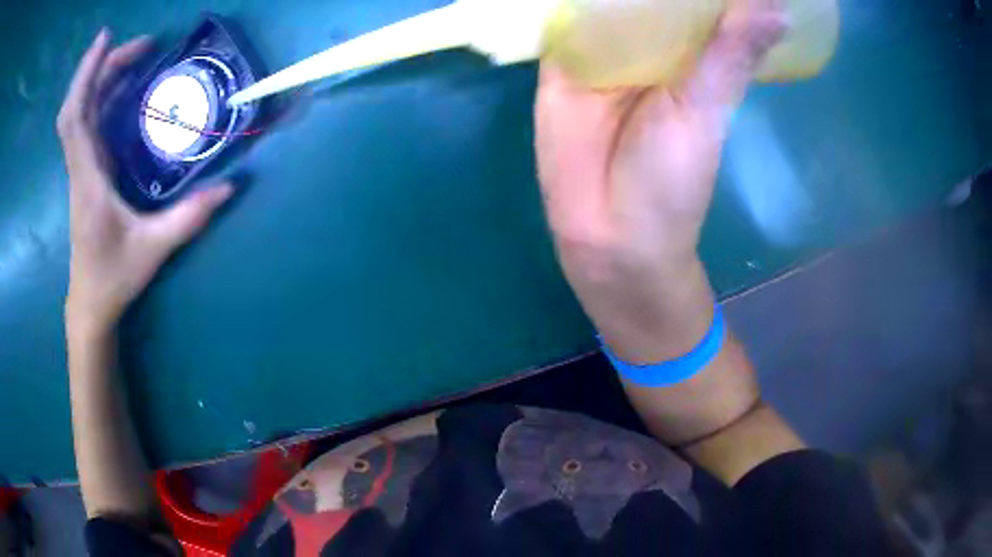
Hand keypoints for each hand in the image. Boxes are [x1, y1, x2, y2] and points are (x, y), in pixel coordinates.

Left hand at [58, 30, 232, 333]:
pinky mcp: (89, 172)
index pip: (75, 119)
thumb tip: (231, 186)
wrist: (91, 304)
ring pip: (85, 112)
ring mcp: (84, 168)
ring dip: (106, 77)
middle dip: (104, 66)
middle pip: (80, 105)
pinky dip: (106, 96)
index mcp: (87, 180)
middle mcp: (81, 167)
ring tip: (140, 55)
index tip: (106, 39)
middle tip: (143, 44)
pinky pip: (92, 123)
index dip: (86, 76)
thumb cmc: (114, 278)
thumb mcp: (153, 250)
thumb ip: (189, 218)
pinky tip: (128, 87)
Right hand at [535, 1, 783, 362]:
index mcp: (692, 54)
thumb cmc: (670, 182)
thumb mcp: (707, 111)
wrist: (606, 232)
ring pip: (604, 0)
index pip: (698, 2)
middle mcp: (649, 44)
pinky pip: (562, 20)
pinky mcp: (560, 61)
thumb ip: (732, 54)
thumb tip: (780, 10)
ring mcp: (601, 50)